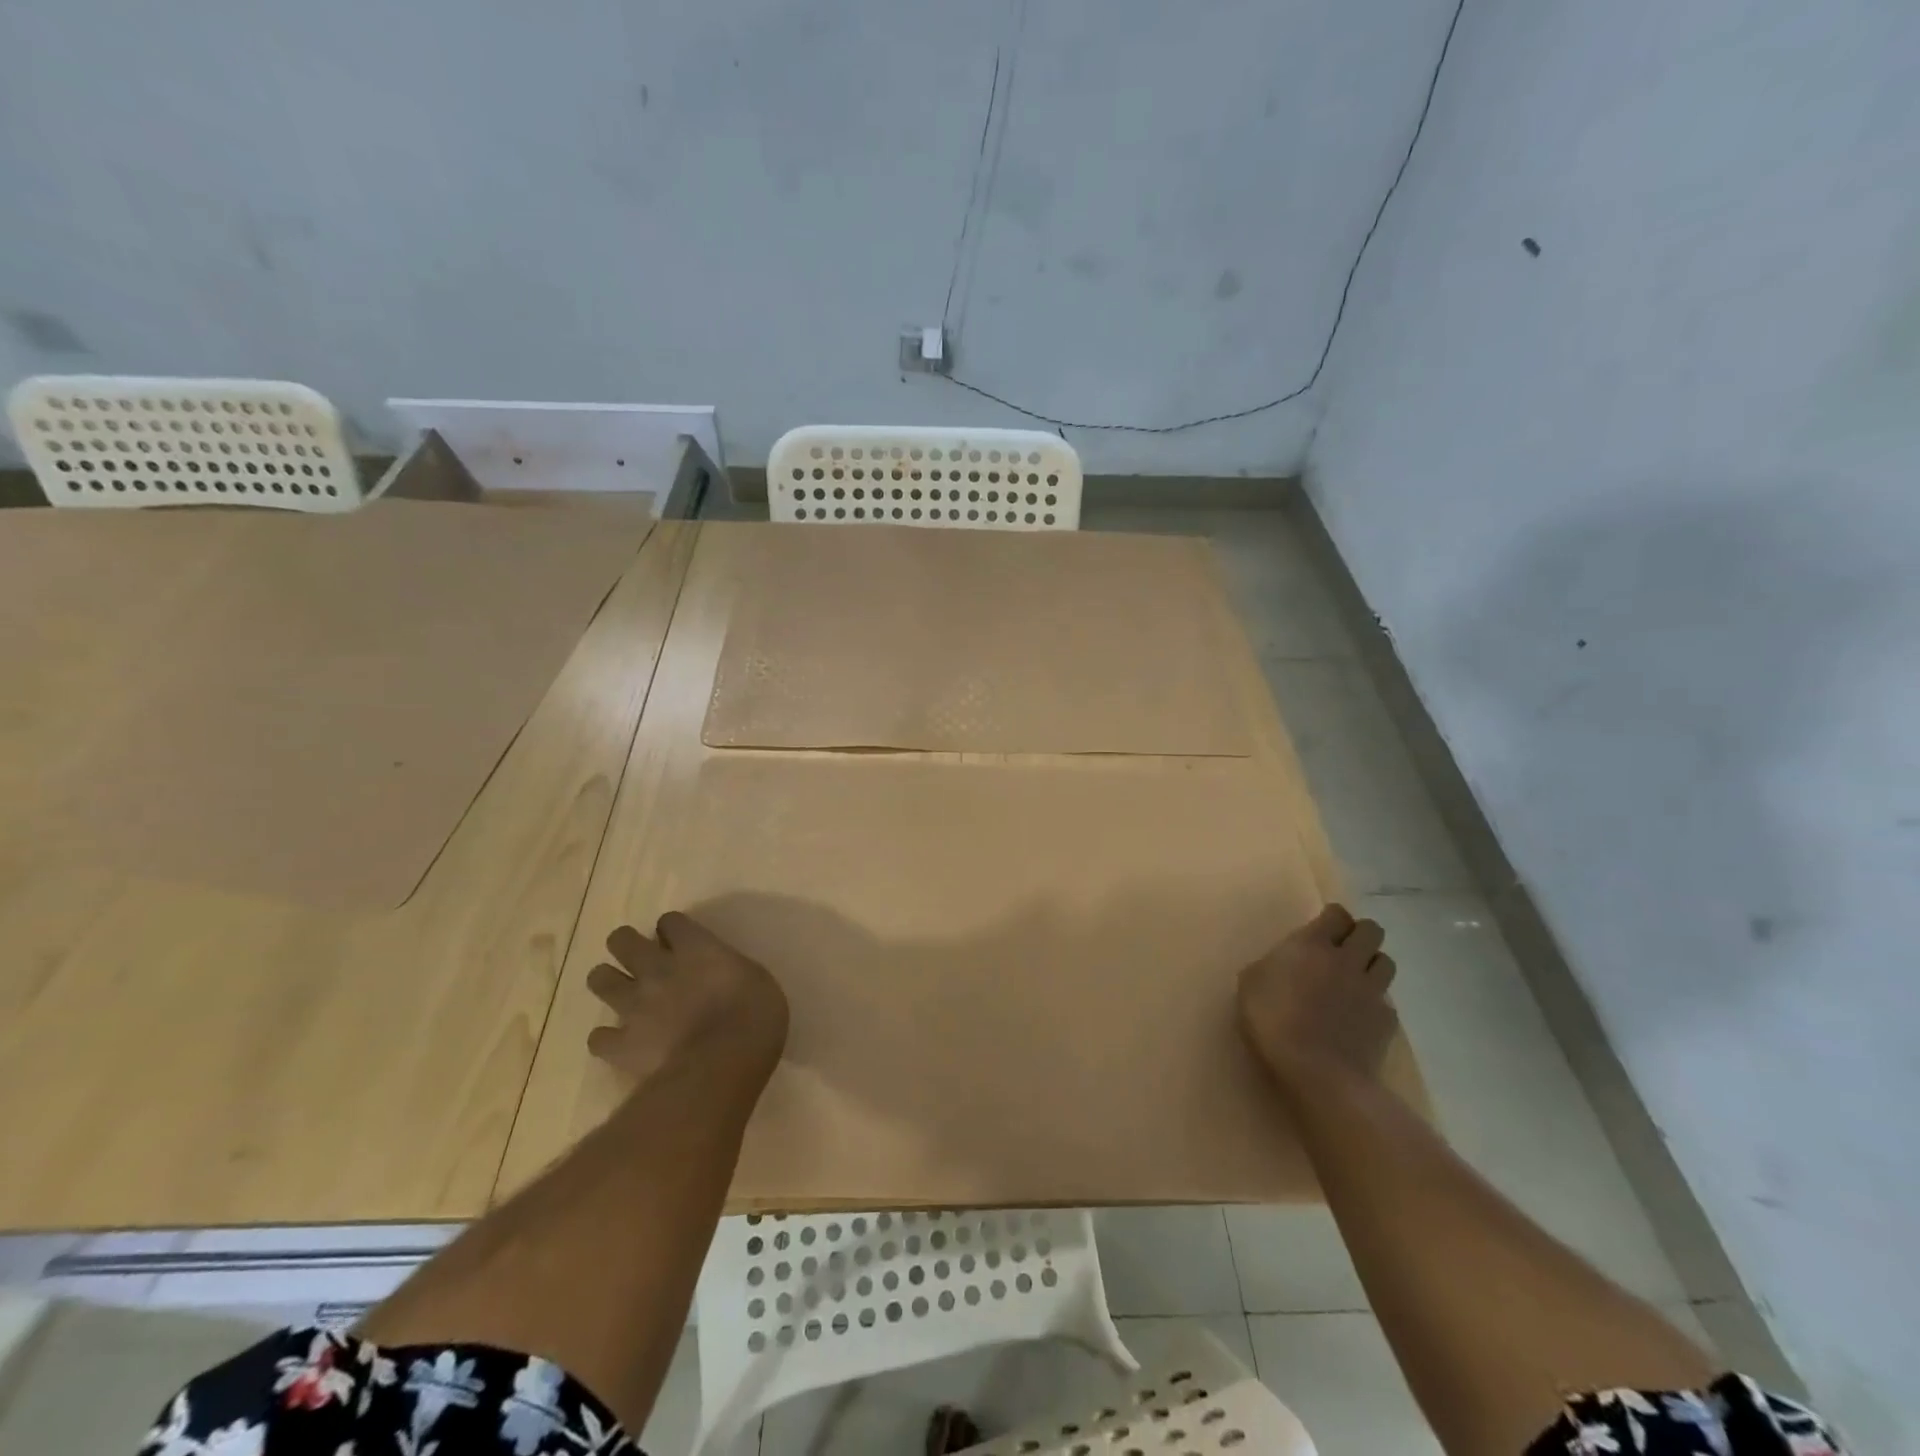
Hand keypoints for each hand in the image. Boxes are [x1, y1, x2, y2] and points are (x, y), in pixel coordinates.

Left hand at [586, 912, 789, 1083]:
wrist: (723, 1064)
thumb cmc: (755, 1016)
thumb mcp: (756, 979)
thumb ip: (729, 970)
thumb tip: (721, 975)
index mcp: (695, 947)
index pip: (670, 921)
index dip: (673, 930)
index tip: (681, 941)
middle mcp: (658, 968)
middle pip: (622, 940)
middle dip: (627, 946)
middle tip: (644, 961)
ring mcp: (634, 1005)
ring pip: (599, 979)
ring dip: (610, 983)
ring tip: (625, 996)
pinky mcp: (621, 1044)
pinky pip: (598, 1037)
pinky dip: (607, 1039)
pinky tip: (621, 1044)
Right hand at [1238, 903, 1399, 1096]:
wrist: (1318, 1073)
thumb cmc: (1273, 1023)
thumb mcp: (1250, 987)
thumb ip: (1269, 967)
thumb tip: (1279, 965)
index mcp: (1311, 945)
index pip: (1336, 914)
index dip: (1332, 919)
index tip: (1322, 930)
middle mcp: (1347, 959)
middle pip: (1371, 930)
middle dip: (1360, 935)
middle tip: (1342, 951)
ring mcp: (1372, 990)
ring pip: (1386, 961)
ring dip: (1372, 965)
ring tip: (1355, 980)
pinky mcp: (1387, 1020)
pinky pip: (1386, 1001)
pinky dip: (1375, 1003)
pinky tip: (1359, 1018)